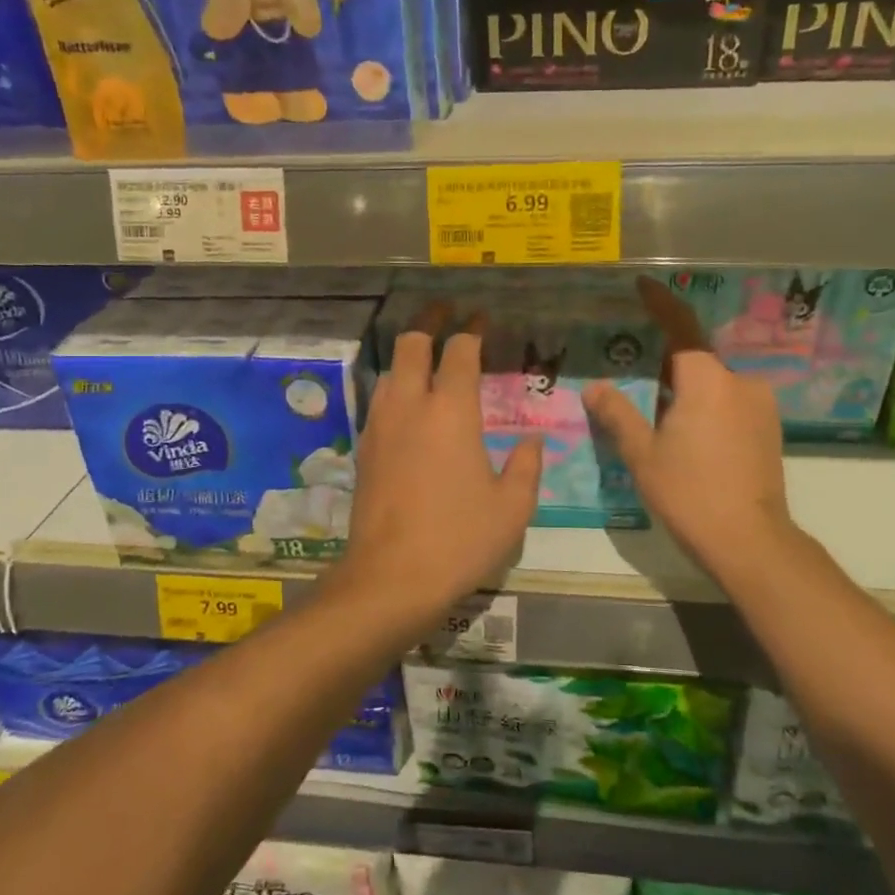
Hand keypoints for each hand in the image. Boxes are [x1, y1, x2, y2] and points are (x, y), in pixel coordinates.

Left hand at [341, 310, 542, 626]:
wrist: (390, 578)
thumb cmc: (460, 540)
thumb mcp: (512, 508)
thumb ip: (526, 466)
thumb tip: (531, 440)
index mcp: (452, 411)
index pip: (461, 351)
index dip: (473, 329)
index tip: (482, 318)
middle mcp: (411, 406)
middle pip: (412, 345)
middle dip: (430, 323)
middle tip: (447, 316)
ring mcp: (380, 426)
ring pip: (390, 371)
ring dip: (409, 358)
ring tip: (429, 361)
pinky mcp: (363, 450)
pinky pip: (379, 402)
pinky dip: (395, 390)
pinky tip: (408, 408)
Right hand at [584, 278, 798, 580]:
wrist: (750, 541)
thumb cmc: (690, 493)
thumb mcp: (643, 454)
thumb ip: (618, 414)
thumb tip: (595, 387)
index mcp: (707, 381)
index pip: (681, 328)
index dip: (660, 303)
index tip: (642, 285)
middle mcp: (740, 383)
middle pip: (697, 359)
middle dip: (666, 361)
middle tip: (634, 369)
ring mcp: (760, 406)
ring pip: (714, 383)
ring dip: (686, 387)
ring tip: (656, 409)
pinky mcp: (769, 429)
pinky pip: (730, 402)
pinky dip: (706, 405)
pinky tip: (687, 432)